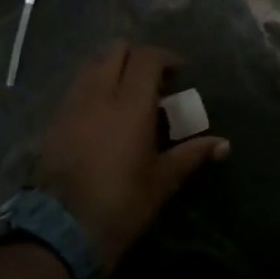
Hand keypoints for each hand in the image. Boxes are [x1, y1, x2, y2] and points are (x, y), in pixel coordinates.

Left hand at [36, 43, 229, 266]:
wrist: (63, 227)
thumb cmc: (122, 202)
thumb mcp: (162, 180)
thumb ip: (191, 155)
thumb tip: (224, 145)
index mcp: (130, 103)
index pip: (147, 58)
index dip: (165, 58)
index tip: (179, 73)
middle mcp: (99, 93)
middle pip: (116, 51)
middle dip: (137, 58)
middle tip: (154, 81)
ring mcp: (73, 103)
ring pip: (93, 65)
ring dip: (112, 69)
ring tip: (127, 94)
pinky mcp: (55, 119)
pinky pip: (77, 87)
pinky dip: (93, 87)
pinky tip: (103, 113)